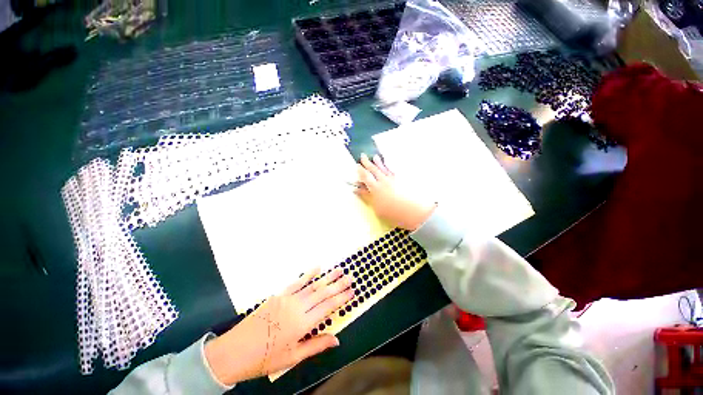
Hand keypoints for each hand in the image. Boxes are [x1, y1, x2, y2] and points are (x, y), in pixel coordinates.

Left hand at [205, 268, 353, 385]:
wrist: (234, 351)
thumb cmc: (265, 358)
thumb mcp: (292, 358)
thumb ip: (316, 345)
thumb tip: (336, 339)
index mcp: (302, 324)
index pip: (328, 308)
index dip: (341, 299)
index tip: (352, 291)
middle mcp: (297, 307)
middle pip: (322, 293)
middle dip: (338, 285)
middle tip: (350, 277)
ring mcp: (287, 299)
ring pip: (312, 285)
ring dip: (327, 277)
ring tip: (339, 269)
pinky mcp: (279, 295)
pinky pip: (296, 282)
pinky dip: (308, 274)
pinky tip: (316, 268)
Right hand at [356, 153, 435, 231]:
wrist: (414, 211)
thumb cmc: (392, 213)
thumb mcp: (376, 207)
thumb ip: (367, 197)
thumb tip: (358, 190)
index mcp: (376, 188)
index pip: (366, 177)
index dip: (360, 171)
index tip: (357, 166)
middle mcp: (384, 181)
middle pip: (374, 169)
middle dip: (367, 162)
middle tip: (362, 156)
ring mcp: (393, 180)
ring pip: (384, 168)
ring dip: (378, 162)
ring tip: (375, 157)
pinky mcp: (401, 181)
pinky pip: (393, 171)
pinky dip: (390, 167)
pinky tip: (389, 165)